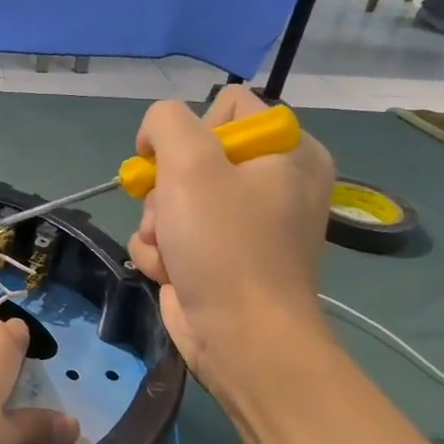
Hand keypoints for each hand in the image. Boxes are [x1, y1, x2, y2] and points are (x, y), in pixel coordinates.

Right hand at [128, 88, 335, 388]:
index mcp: (288, 151)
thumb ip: (167, 122)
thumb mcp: (191, 163)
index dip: (192, 129)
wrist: (240, 337)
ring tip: (172, 249)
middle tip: (172, 212)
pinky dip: (162, 252)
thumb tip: (155, 134)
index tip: (182, 161)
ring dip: (158, 223)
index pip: (226, 106)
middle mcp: (272, 182)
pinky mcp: (218, 256)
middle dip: (166, 187)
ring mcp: (243, 223)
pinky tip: (171, 270)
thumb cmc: (225, 244)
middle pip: (190, 155)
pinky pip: (172, 233)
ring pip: (171, 197)